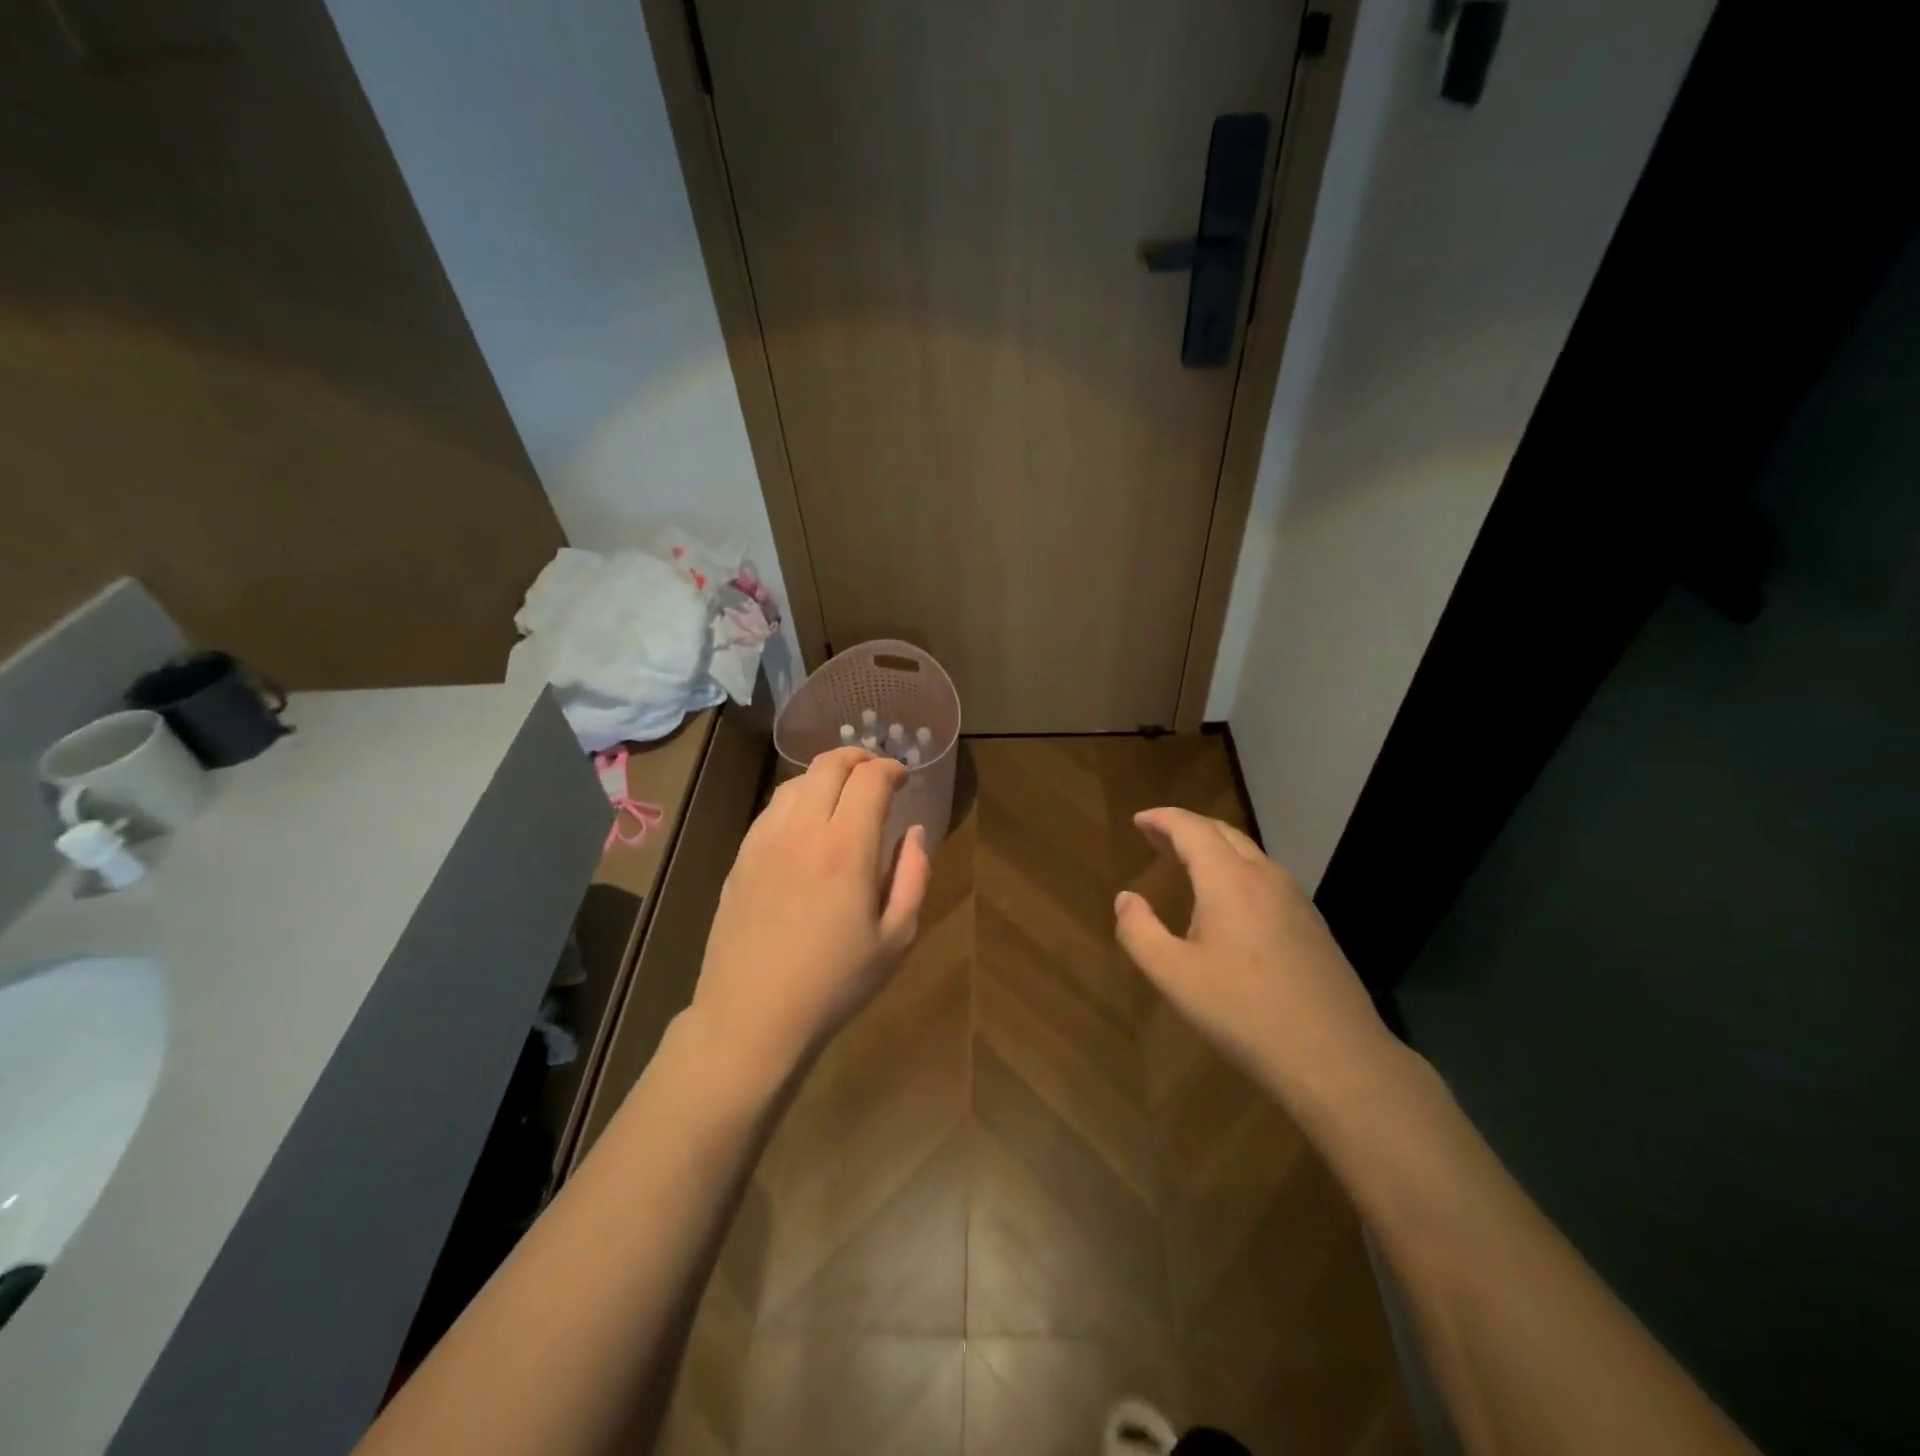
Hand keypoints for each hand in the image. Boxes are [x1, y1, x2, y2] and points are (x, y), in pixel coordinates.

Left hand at [690, 747, 931, 1091]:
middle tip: (877, 774)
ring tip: (843, 795)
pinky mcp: (740, 857)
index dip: (892, 768)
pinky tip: (806, 824)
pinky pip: (771, 809)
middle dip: (859, 758)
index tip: (904, 779)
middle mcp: (803, 831)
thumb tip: (914, 833)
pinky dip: (797, 799)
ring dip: (826, 776)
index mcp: (847, 848)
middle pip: (829, 765)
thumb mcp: (896, 938)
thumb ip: (914, 876)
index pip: (870, 778)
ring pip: (796, 782)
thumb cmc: (834, 983)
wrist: (752, 1017)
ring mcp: (764, 841)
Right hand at [1113, 808, 1402, 1115]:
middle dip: (1185, 828)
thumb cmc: (1243, 1012)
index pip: (1191, 828)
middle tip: (1155, 836)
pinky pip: (1266, 879)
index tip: (1138, 820)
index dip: (1162, 819)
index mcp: (1228, 880)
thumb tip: (1126, 898)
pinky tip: (1228, 904)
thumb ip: (1138, 931)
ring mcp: (1295, 899)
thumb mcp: (1173, 976)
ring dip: (1213, 849)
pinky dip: (1236, 871)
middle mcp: (1265, 877)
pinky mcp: (1312, 924)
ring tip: (1186, 864)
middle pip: (1222, 833)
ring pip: (1248, 854)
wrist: (1336, 1057)